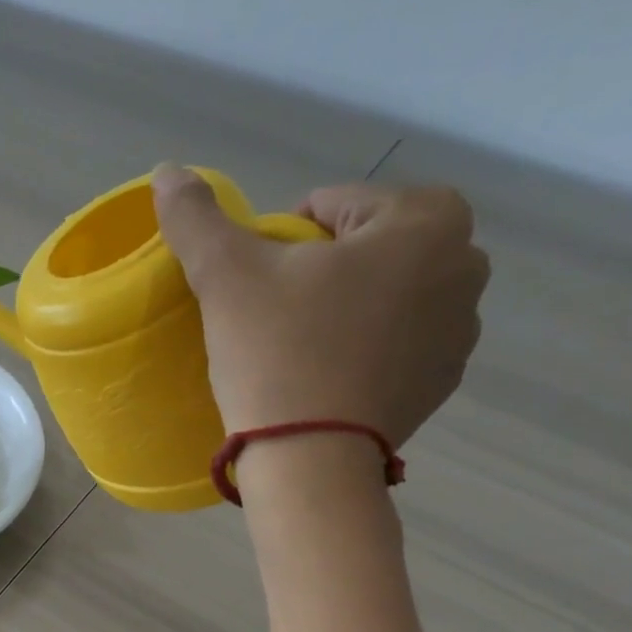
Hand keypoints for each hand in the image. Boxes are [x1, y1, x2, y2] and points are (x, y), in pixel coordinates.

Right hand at [151, 167, 489, 445]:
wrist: (310, 459)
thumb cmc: (277, 351)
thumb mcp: (227, 275)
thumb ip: (198, 219)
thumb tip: (167, 172)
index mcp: (426, 220)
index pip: (337, 205)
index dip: (286, 238)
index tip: (260, 282)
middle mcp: (465, 266)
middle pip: (369, 248)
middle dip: (325, 269)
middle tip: (277, 312)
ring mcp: (461, 331)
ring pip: (386, 296)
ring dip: (348, 307)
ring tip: (299, 348)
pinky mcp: (442, 383)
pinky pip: (397, 345)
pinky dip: (365, 349)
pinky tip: (325, 378)